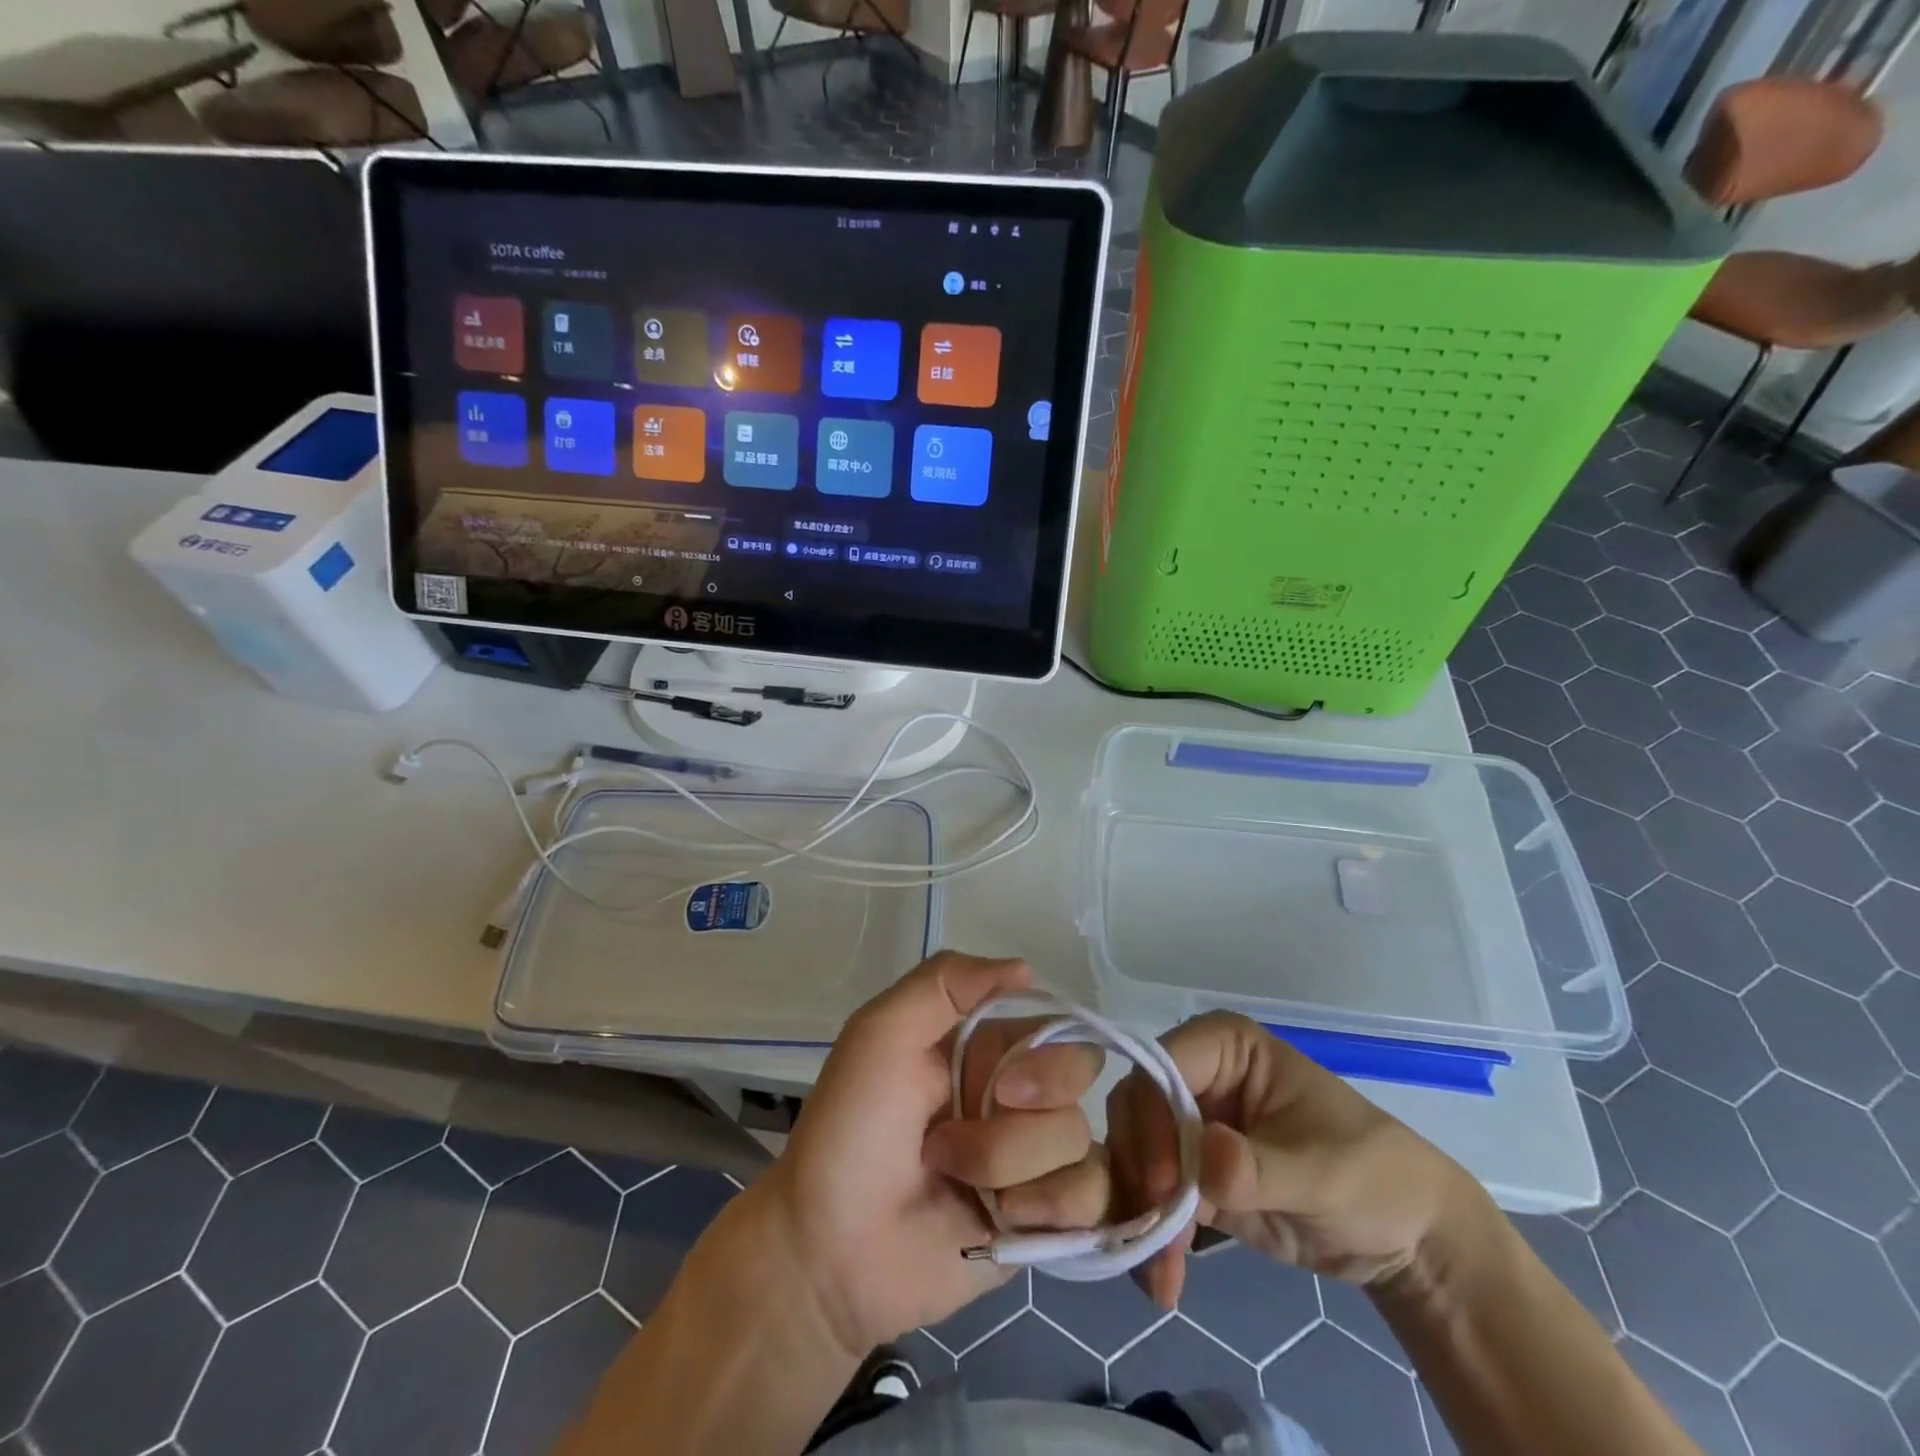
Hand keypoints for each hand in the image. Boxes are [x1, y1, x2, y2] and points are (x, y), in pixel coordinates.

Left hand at [749, 952, 1103, 1359]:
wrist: (829, 1251)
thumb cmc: (851, 1129)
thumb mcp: (881, 1032)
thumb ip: (945, 982)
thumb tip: (1026, 969)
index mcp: (984, 1050)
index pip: (1057, 1029)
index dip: (1046, 1056)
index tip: (1002, 1084)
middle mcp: (1015, 1097)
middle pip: (1079, 1083)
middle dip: (1028, 1117)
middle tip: (965, 1137)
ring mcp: (1030, 1161)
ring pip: (1078, 1142)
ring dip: (1012, 1166)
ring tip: (957, 1181)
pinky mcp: (1041, 1221)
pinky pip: (1092, 1199)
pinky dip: (1050, 1210)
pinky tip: (1002, 1221)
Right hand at [1097, 1011, 1478, 1307]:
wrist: (1405, 1238)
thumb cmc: (1371, 1176)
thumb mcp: (1321, 1172)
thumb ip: (1258, 1167)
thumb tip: (1204, 1160)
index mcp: (1223, 1047)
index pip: (1159, 1067)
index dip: (1151, 1118)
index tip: (1163, 1185)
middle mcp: (1195, 1075)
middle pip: (1135, 1108)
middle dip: (1139, 1171)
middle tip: (1157, 1236)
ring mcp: (1189, 1123)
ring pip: (1133, 1152)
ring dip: (1138, 1211)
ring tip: (1161, 1275)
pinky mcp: (1191, 1172)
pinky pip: (1151, 1193)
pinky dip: (1151, 1235)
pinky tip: (1164, 1281)